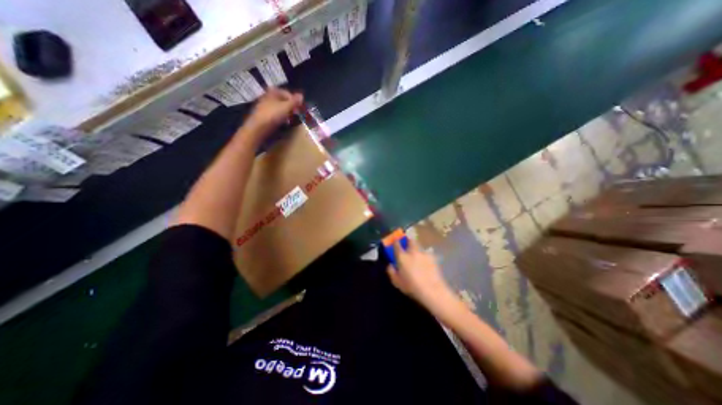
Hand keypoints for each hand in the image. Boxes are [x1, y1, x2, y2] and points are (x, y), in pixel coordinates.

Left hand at [244, 87, 302, 140]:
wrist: (258, 128)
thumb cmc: (272, 114)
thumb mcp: (286, 107)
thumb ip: (294, 101)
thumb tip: (302, 95)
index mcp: (272, 92)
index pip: (287, 93)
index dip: (294, 99)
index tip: (300, 107)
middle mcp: (267, 96)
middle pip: (282, 100)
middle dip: (290, 106)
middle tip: (296, 114)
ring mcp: (264, 106)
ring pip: (279, 108)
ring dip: (286, 113)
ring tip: (291, 119)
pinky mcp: (263, 116)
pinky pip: (275, 114)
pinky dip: (281, 117)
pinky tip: (283, 123)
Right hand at [387, 240, 458, 312]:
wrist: (432, 290)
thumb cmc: (412, 286)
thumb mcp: (397, 282)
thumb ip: (391, 272)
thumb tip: (390, 265)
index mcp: (402, 256)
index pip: (397, 244)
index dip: (395, 241)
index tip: (395, 240)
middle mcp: (413, 252)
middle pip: (410, 240)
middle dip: (408, 240)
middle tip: (407, 244)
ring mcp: (424, 254)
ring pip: (419, 246)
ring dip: (416, 248)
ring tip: (416, 254)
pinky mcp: (433, 258)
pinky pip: (427, 253)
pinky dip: (424, 255)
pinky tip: (425, 262)